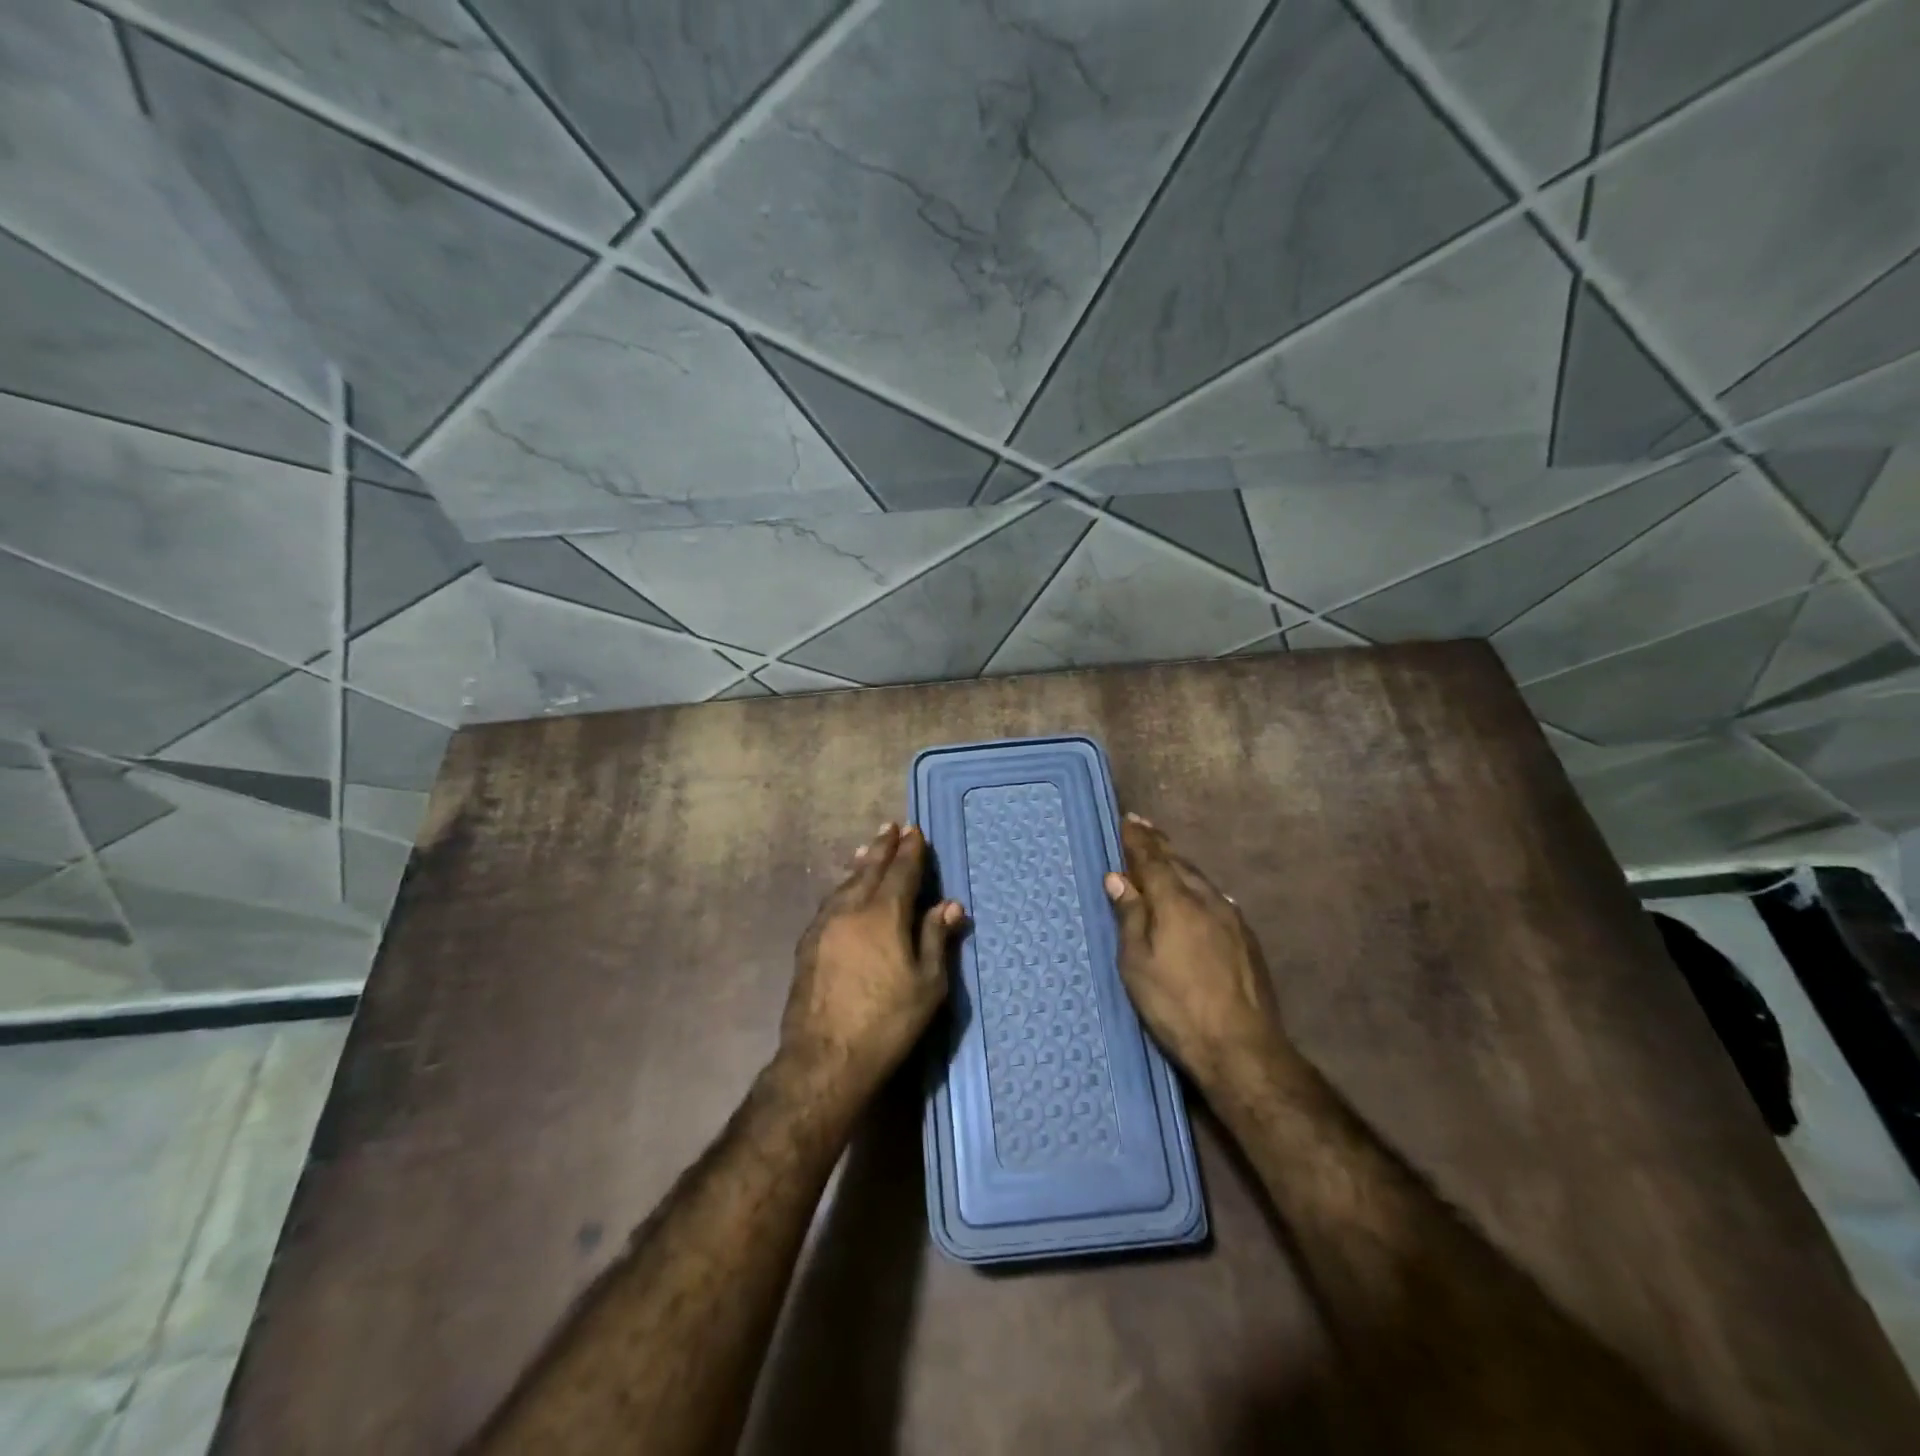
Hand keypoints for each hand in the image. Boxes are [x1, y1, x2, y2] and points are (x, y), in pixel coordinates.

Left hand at [782, 823, 965, 1097]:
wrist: (824, 1058)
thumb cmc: (887, 1021)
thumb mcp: (927, 984)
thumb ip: (936, 938)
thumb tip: (949, 904)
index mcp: (883, 914)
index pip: (900, 871)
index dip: (909, 850)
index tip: (914, 830)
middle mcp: (851, 910)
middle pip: (868, 869)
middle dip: (882, 847)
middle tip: (889, 826)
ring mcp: (824, 926)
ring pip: (845, 884)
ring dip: (860, 864)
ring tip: (866, 850)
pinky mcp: (808, 945)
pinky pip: (830, 902)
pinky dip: (843, 887)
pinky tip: (844, 892)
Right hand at [1105, 813, 1288, 1090]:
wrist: (1241, 1047)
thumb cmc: (1176, 1005)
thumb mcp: (1137, 963)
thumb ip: (1130, 916)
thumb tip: (1119, 878)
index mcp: (1176, 901)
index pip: (1152, 858)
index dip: (1138, 838)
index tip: (1128, 819)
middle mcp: (1208, 899)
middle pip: (1180, 863)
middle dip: (1160, 845)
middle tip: (1144, 829)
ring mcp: (1233, 918)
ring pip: (1201, 881)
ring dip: (1180, 866)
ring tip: (1166, 859)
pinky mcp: (1247, 939)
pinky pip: (1217, 900)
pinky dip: (1198, 889)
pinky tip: (1197, 897)